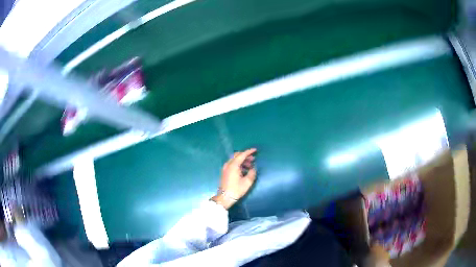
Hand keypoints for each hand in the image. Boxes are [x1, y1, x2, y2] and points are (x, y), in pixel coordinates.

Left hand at [212, 148, 256, 208]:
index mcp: (233, 165)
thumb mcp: (247, 182)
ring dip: (242, 161)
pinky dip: (238, 164)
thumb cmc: (236, 190)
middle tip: (253, 159)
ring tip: (250, 166)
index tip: (255, 150)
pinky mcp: (225, 172)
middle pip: (237, 156)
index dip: (249, 152)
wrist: (225, 197)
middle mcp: (228, 164)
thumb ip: (252, 173)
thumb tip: (253, 169)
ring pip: (234, 160)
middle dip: (245, 156)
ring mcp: (225, 168)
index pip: (242, 155)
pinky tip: (244, 170)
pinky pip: (232, 164)